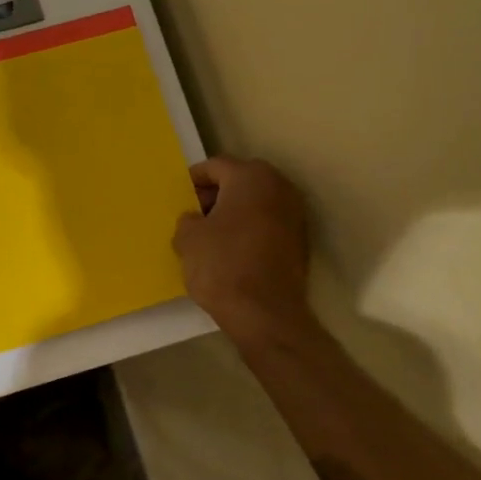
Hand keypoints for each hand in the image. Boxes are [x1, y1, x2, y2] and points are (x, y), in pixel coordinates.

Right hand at [172, 156, 311, 336]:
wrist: (265, 313)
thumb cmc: (222, 265)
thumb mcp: (188, 239)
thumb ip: (188, 219)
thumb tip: (196, 219)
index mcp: (250, 177)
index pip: (216, 165)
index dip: (194, 179)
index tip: (181, 195)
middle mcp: (279, 187)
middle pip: (241, 179)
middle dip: (216, 193)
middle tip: (195, 212)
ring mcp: (295, 214)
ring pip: (257, 201)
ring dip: (235, 210)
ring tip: (211, 233)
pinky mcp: (300, 240)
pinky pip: (268, 222)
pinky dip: (250, 227)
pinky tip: (232, 248)